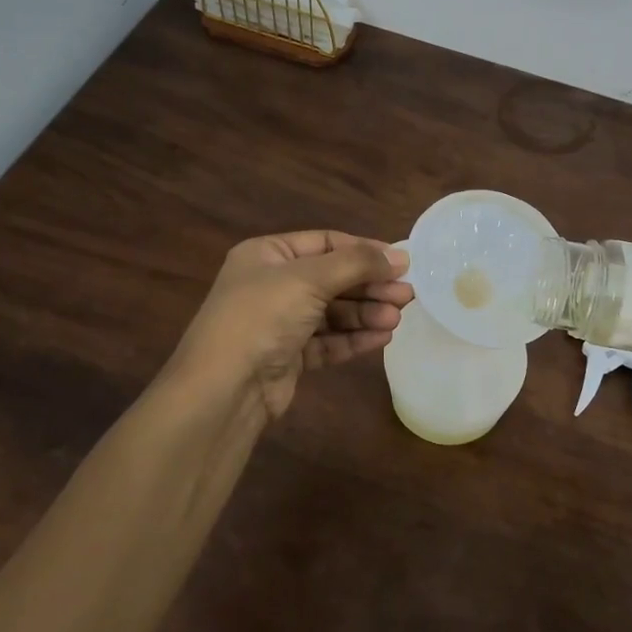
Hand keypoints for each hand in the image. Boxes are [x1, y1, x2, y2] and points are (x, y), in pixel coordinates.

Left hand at [169, 231, 412, 420]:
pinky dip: (354, 338)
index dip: (364, 251)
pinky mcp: (289, 356)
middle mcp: (272, 284)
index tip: (401, 263)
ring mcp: (279, 322)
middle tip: (407, 294)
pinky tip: (382, 337)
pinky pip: (328, 341)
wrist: (224, 388)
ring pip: (333, 312)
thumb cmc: (262, 316)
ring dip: (366, 313)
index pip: (325, 243)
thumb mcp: (309, 279)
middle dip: (370, 286)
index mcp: (267, 254)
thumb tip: (399, 255)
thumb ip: (356, 264)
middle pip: (333, 278)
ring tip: (396, 318)